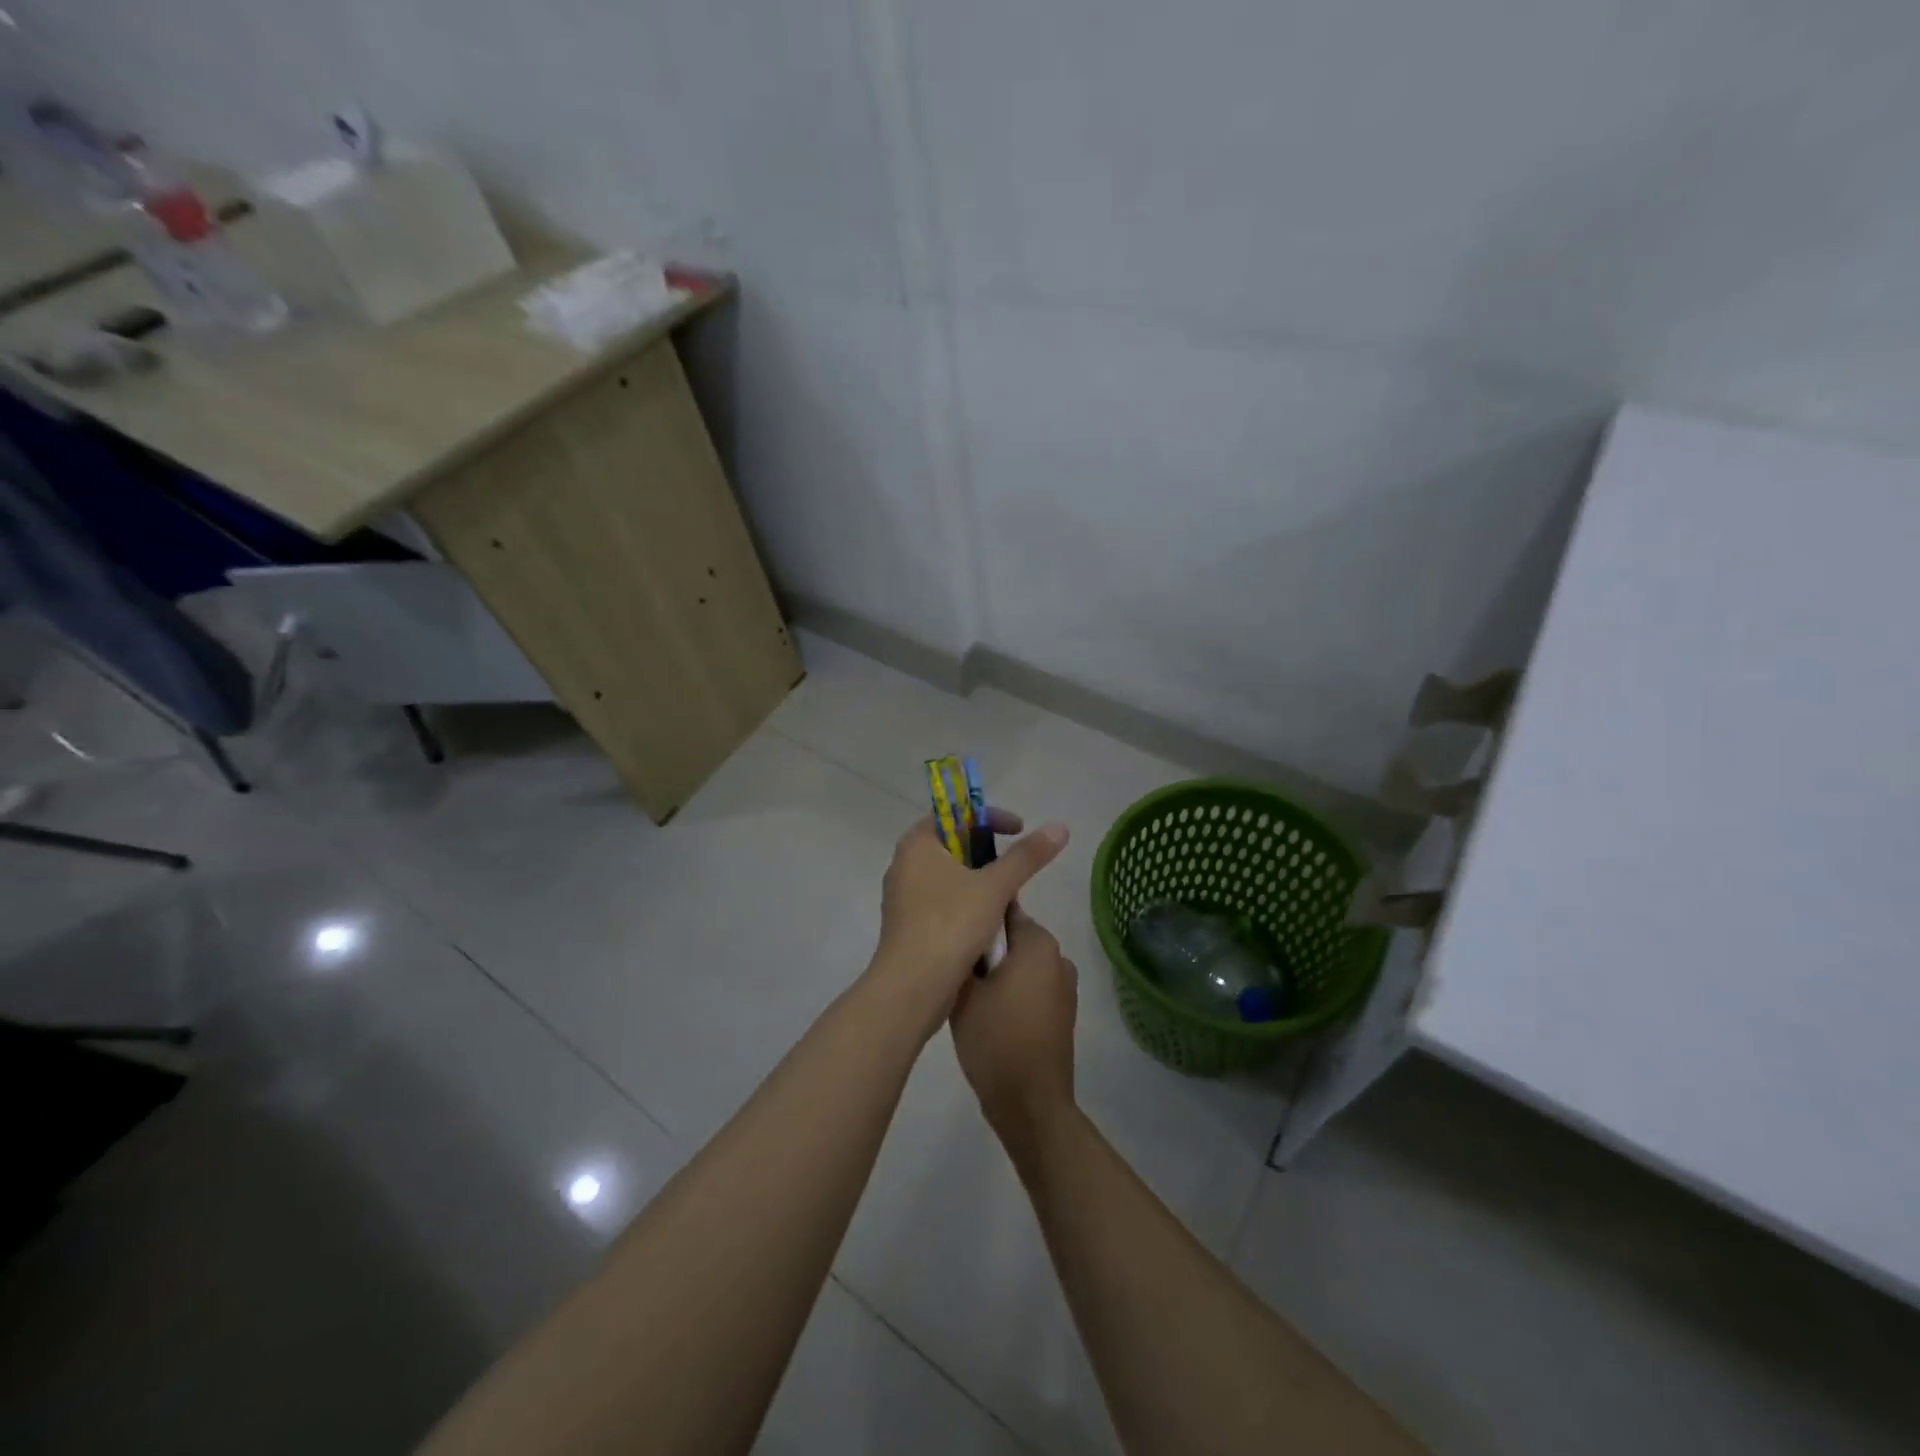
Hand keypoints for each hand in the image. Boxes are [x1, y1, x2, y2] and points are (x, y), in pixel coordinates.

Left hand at [868, 809, 1068, 1030]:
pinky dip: (965, 903)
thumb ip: (1026, 856)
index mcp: (917, 844)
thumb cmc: (950, 924)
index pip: (954, 813)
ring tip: (1005, 897)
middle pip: (951, 844)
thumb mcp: (995, 887)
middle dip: (986, 851)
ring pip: (947, 876)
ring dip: (978, 881)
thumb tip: (1059, 827)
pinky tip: (987, 923)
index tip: (1018, 830)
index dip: (989, 817)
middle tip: (1014, 865)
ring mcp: (902, 897)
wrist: (912, 987)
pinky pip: (941, 902)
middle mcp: (904, 864)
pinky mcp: (907, 925)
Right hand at [950, 906, 1078, 1137]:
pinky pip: (1031, 987)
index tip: (953, 931)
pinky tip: (989, 1013)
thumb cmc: (995, 1039)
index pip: (1003, 910)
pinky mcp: (1062, 1013)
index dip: (977, 917)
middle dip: (986, 947)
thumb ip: (963, 956)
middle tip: (954, 965)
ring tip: (968, 992)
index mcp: (1038, 943)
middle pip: (1013, 938)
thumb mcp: (964, 993)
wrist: (1030, 1103)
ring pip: (1021, 965)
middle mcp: (1058, 957)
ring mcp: (1064, 986)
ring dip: (999, 972)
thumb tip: (960, 937)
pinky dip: (1012, 992)